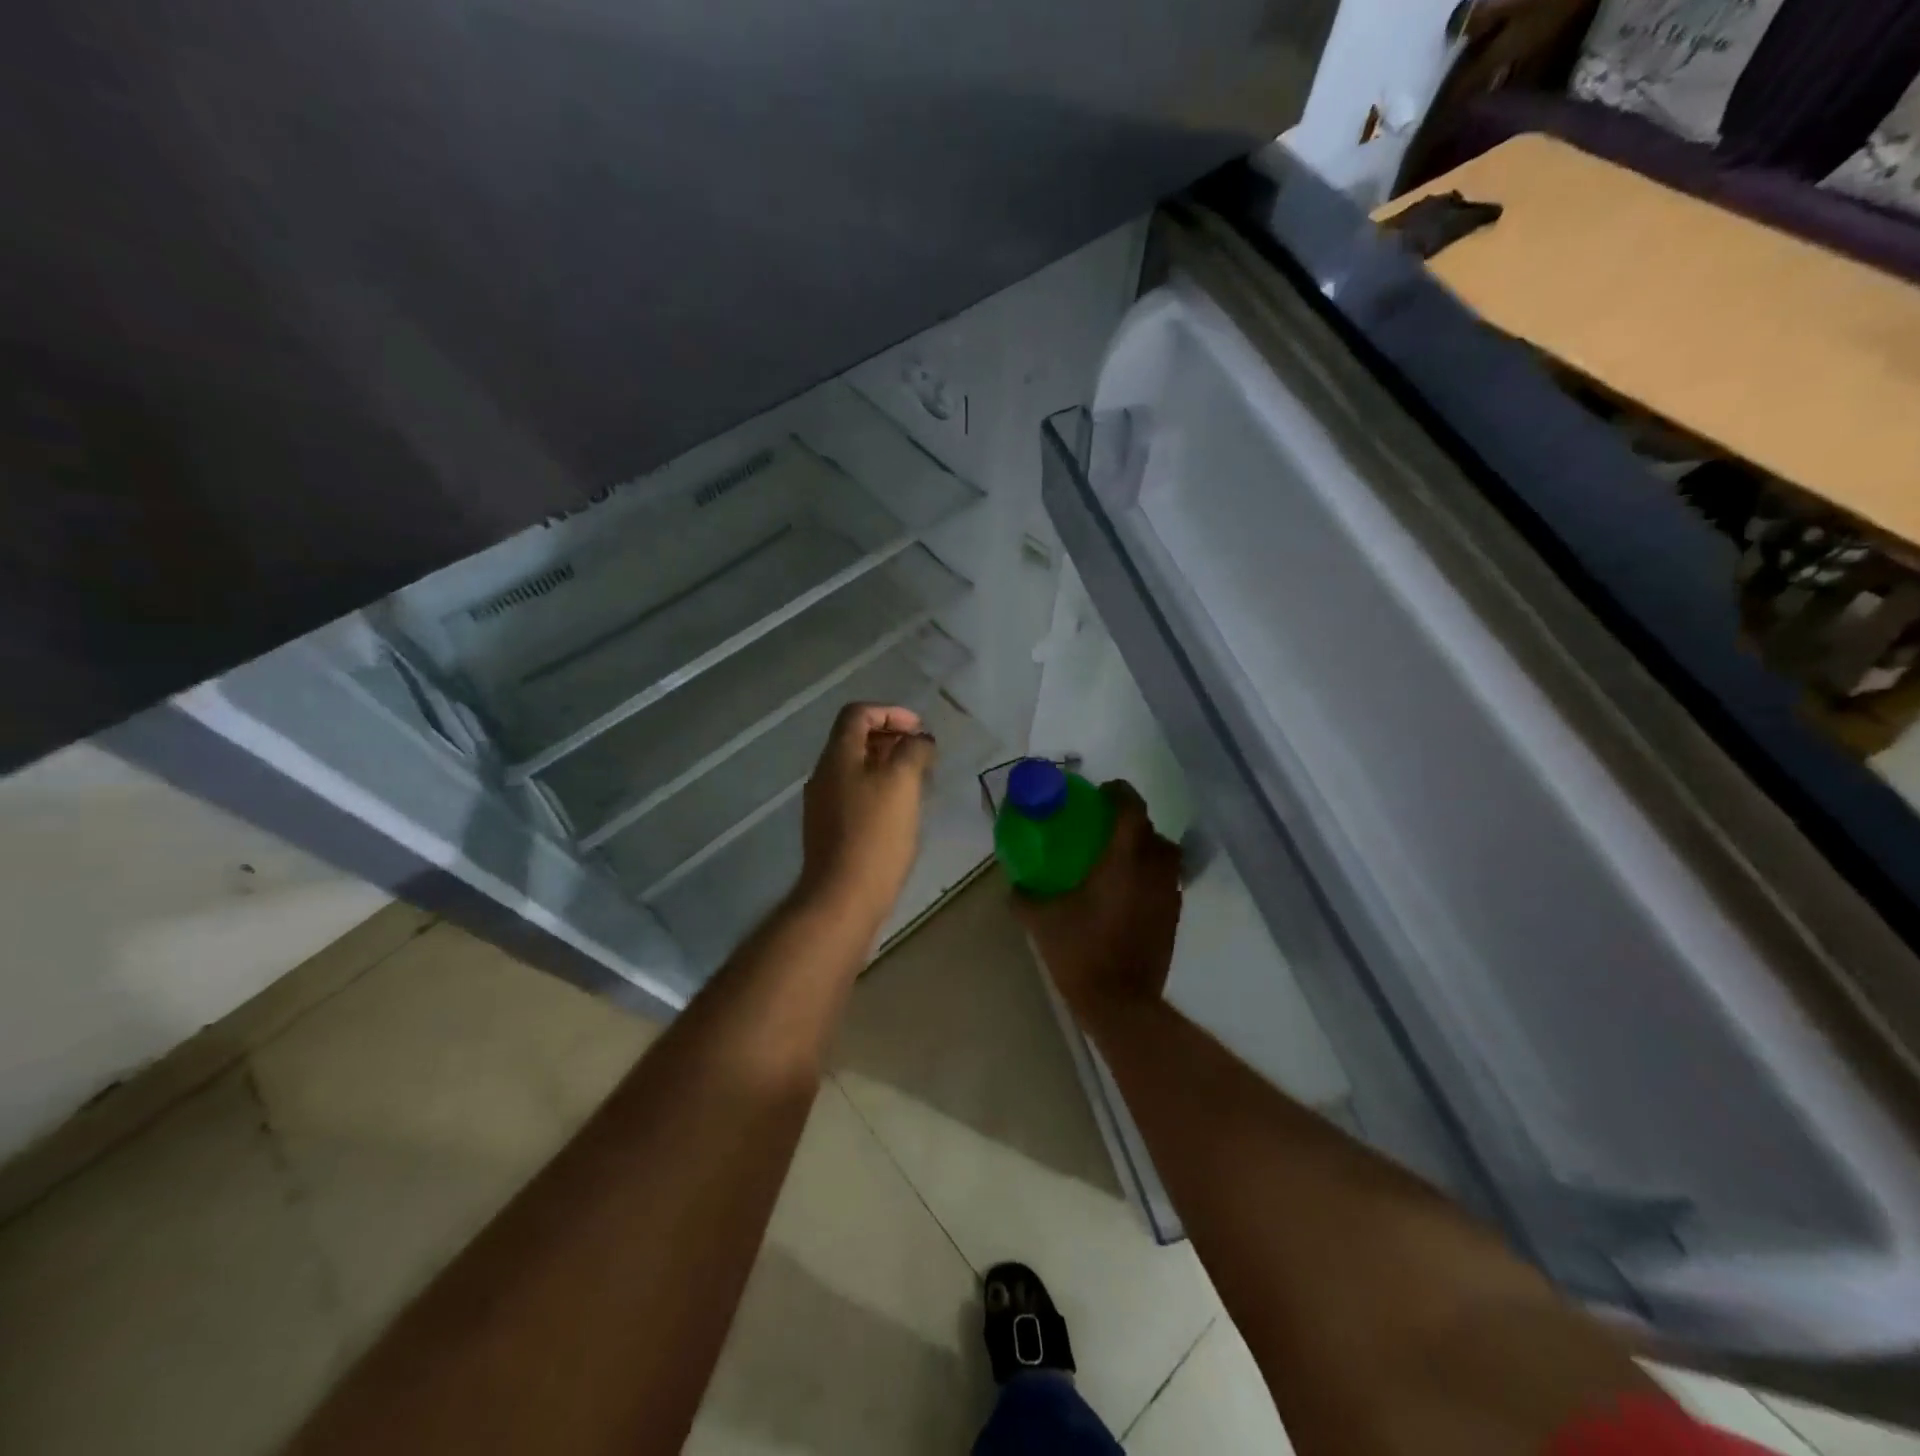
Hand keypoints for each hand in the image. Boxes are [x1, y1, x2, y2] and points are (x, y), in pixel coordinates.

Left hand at [798, 703, 936, 924]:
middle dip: (892, 739)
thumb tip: (920, 740)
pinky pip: (856, 794)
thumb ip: (913, 751)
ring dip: (888, 765)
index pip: (858, 714)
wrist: (842, 897)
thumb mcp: (902, 782)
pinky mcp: (830, 830)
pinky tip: (901, 810)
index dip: (890, 712)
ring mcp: (823, 804)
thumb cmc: (875, 834)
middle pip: (855, 740)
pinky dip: (880, 789)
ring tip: (918, 781)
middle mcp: (824, 774)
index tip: (920, 730)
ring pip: (857, 769)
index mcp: (837, 756)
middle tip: (923, 755)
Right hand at [1014, 781, 1182, 1020]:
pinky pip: (1166, 883)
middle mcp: (1153, 871)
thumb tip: (1015, 885)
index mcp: (1123, 861)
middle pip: (1152, 831)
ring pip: (1165, 857)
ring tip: (1118, 861)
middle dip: (1132, 823)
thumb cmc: (1081, 953)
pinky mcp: (1173, 918)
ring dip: (1146, 850)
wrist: (1121, 1003)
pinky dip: (1151, 878)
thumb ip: (1025, 898)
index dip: (1120, 793)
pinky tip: (1125, 894)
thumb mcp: (1041, 922)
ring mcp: (1168, 896)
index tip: (1101, 793)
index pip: (1132, 809)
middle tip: (1104, 830)